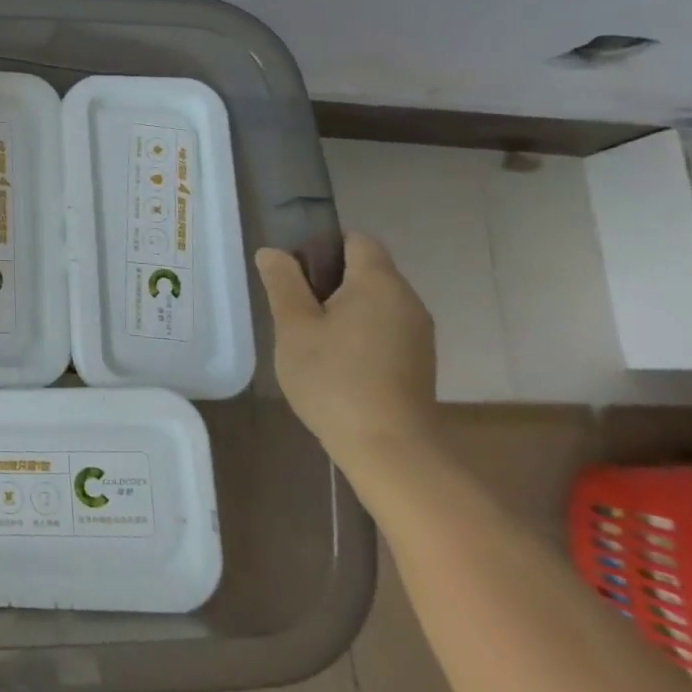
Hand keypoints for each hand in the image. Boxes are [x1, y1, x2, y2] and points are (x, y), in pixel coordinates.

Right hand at [254, 233, 439, 471]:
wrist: (390, 450)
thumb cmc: (335, 378)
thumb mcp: (294, 326)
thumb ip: (282, 282)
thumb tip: (273, 253)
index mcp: (379, 282)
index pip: (355, 240)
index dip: (322, 247)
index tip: (295, 275)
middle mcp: (406, 300)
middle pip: (365, 270)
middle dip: (328, 281)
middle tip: (293, 310)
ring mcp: (417, 333)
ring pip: (373, 301)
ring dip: (342, 309)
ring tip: (310, 339)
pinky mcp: (418, 362)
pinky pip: (383, 328)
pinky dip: (359, 333)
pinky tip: (336, 363)